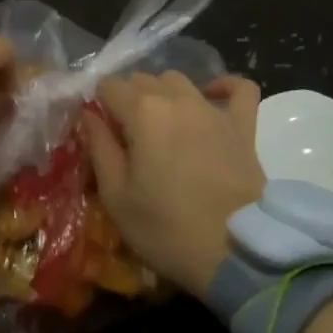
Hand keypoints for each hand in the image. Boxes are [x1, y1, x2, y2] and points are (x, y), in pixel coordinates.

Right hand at [82, 71, 264, 294]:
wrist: (235, 252)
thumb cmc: (166, 229)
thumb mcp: (116, 196)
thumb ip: (99, 147)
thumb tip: (89, 115)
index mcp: (142, 112)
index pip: (108, 85)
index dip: (98, 105)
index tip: (100, 133)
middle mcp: (176, 98)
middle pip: (142, 80)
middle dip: (128, 100)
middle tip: (127, 139)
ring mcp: (212, 109)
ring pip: (179, 80)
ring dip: (163, 94)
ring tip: (161, 126)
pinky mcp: (243, 125)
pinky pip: (239, 88)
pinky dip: (223, 87)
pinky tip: (211, 97)